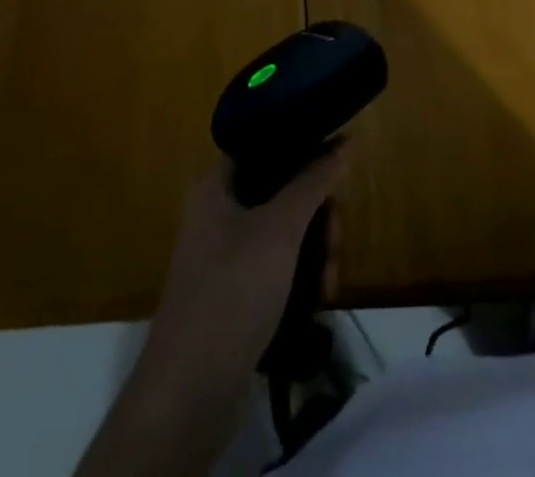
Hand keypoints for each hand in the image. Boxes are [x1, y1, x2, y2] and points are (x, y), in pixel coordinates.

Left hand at [142, 148, 348, 380]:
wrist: (191, 392)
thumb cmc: (232, 291)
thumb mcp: (279, 229)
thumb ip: (313, 182)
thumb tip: (343, 141)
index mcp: (216, 185)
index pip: (266, 148)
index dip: (303, 151)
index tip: (336, 169)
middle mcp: (218, 213)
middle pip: (281, 193)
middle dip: (317, 216)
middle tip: (336, 239)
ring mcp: (226, 257)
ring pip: (284, 234)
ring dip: (315, 252)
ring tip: (329, 282)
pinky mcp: (236, 296)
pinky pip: (277, 269)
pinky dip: (301, 279)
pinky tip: (319, 300)